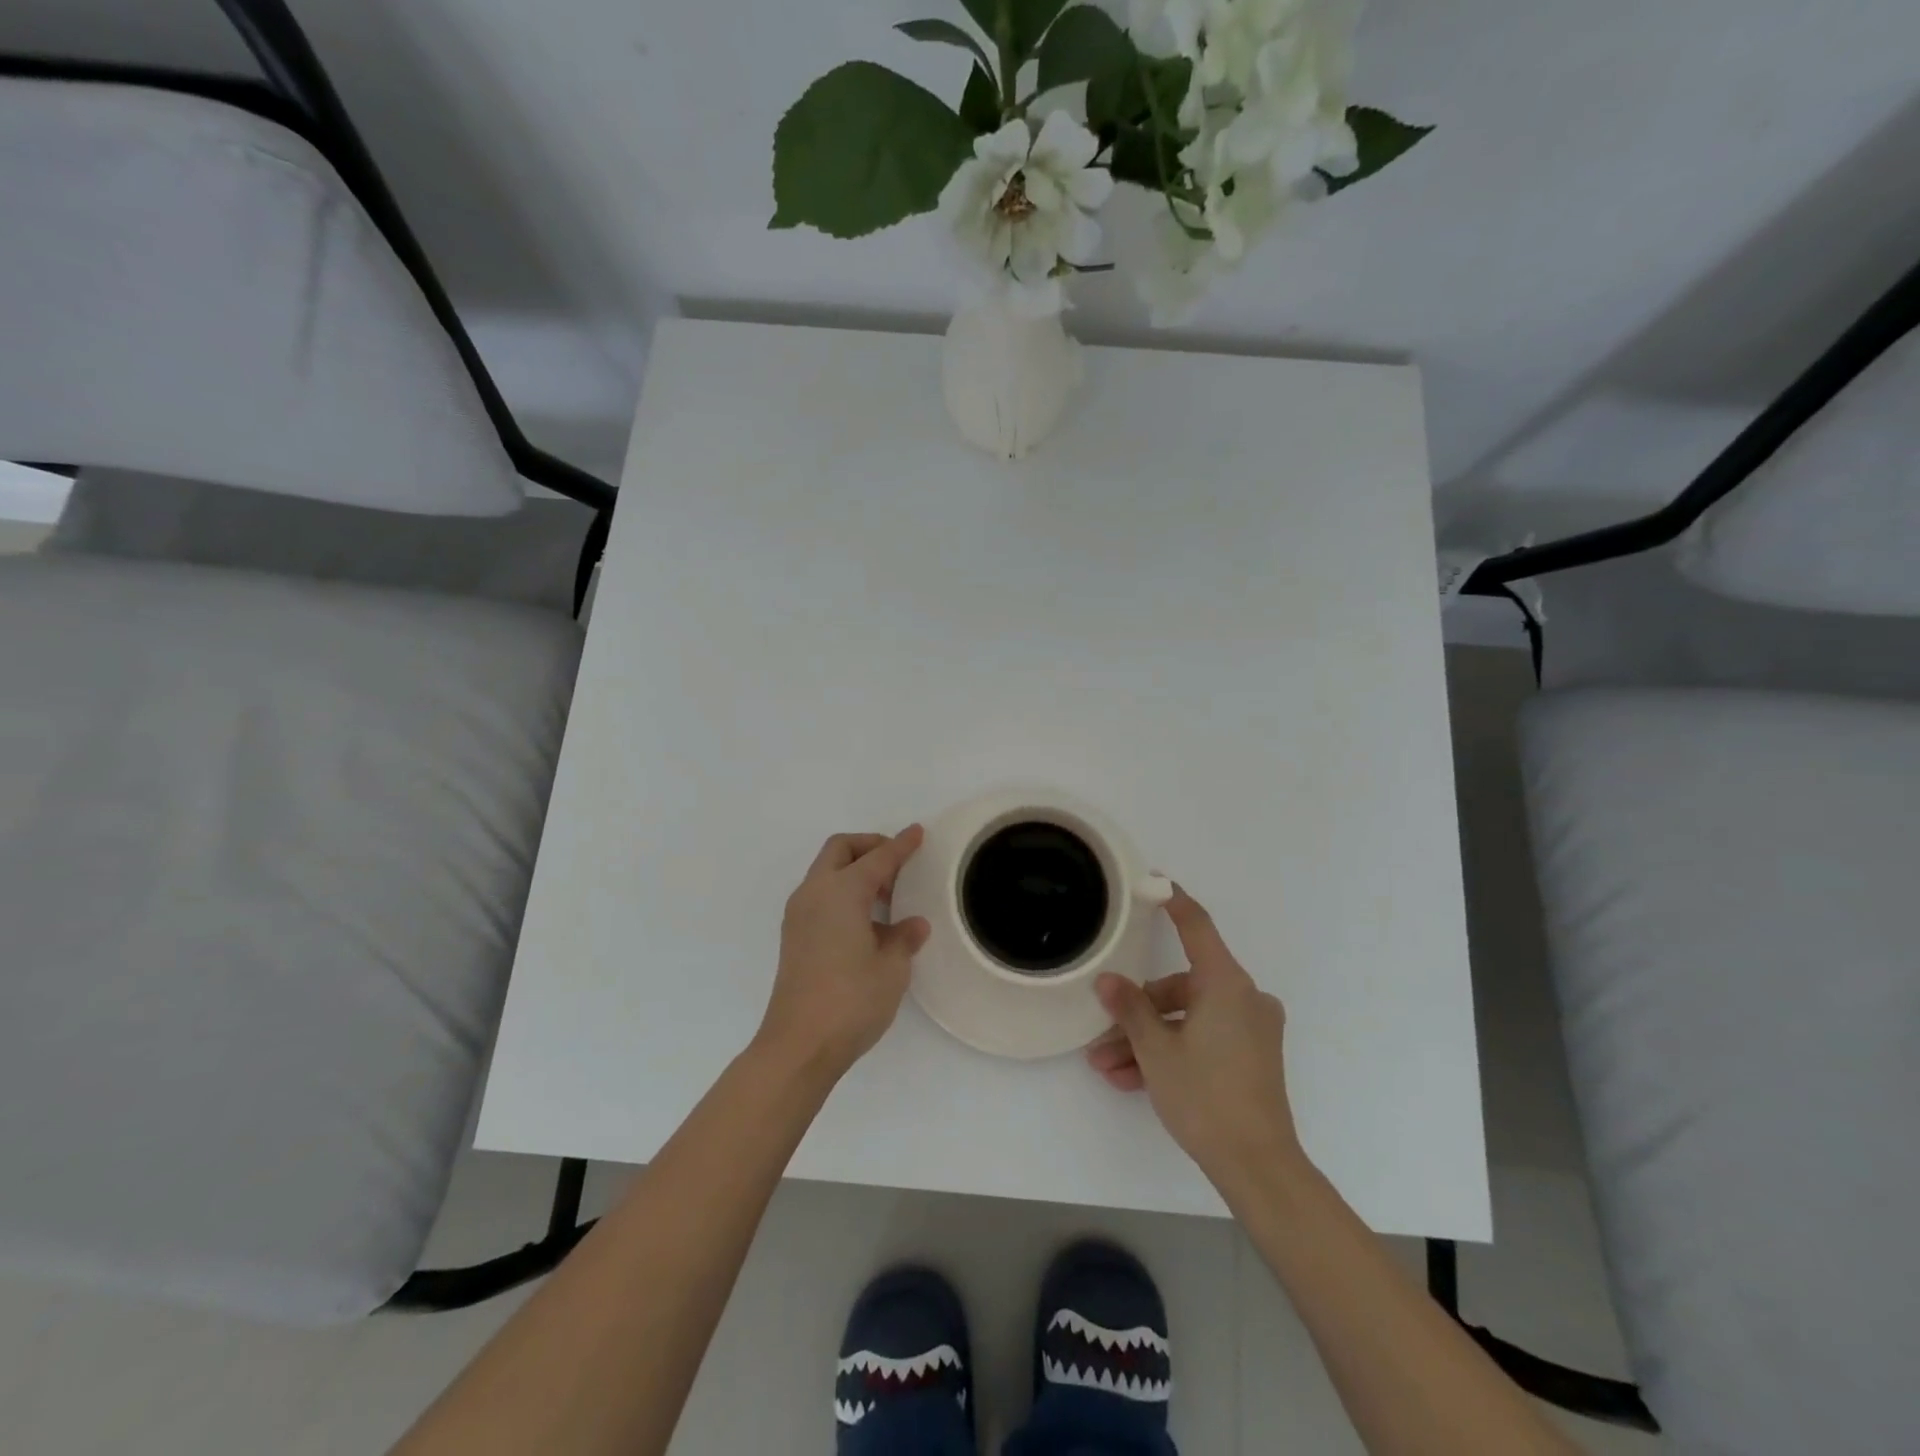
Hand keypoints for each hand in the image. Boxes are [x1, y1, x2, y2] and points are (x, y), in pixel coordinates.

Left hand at [756, 828, 930, 1077]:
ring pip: (827, 871)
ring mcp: (799, 915)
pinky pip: (821, 895)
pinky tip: (867, 921)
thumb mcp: (891, 968)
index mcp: (841, 891)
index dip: (901, 845)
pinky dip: (843, 892)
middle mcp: (815, 893)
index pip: (878, 858)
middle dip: (870, 847)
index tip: (918, 833)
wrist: (798, 1045)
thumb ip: (904, 937)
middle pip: (841, 850)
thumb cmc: (851, 1000)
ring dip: (855, 871)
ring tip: (887, 896)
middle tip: (898, 865)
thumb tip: (912, 924)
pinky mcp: (794, 936)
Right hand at [1085, 887, 1305, 1193]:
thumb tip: (1107, 980)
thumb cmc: (1206, 1096)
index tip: (1152, 881)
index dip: (1173, 901)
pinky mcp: (1251, 1055)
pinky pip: (1203, 1039)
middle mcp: (1244, 997)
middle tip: (1102, 1036)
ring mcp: (1250, 1028)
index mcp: (1226, 984)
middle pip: (1180, 987)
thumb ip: (1130, 1009)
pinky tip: (1133, 1080)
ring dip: (1147, 1040)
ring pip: (1187, 1019)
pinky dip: (1171, 1052)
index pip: (1196, 926)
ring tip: (1108, 1068)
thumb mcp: (1156, 1050)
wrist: (1258, 1166)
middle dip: (1138, 1012)